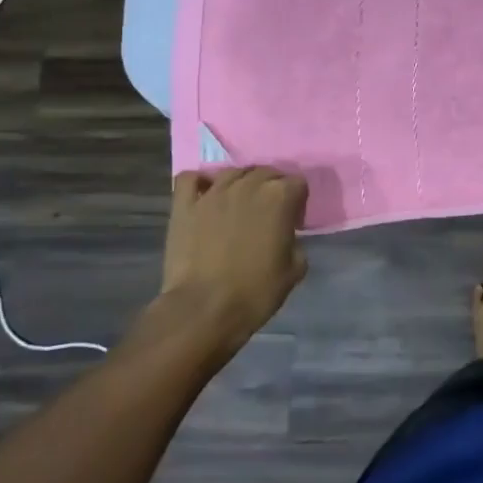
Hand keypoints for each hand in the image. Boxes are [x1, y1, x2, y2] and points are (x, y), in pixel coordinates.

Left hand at [161, 166, 308, 349]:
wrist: (204, 310)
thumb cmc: (255, 292)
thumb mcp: (295, 269)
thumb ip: (296, 242)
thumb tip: (286, 237)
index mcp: (280, 196)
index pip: (298, 183)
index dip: (298, 202)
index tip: (293, 222)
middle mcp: (248, 185)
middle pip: (266, 172)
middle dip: (272, 188)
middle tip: (268, 214)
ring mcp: (213, 192)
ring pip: (232, 172)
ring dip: (241, 183)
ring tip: (238, 205)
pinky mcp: (184, 205)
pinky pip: (190, 179)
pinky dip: (199, 183)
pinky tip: (204, 196)